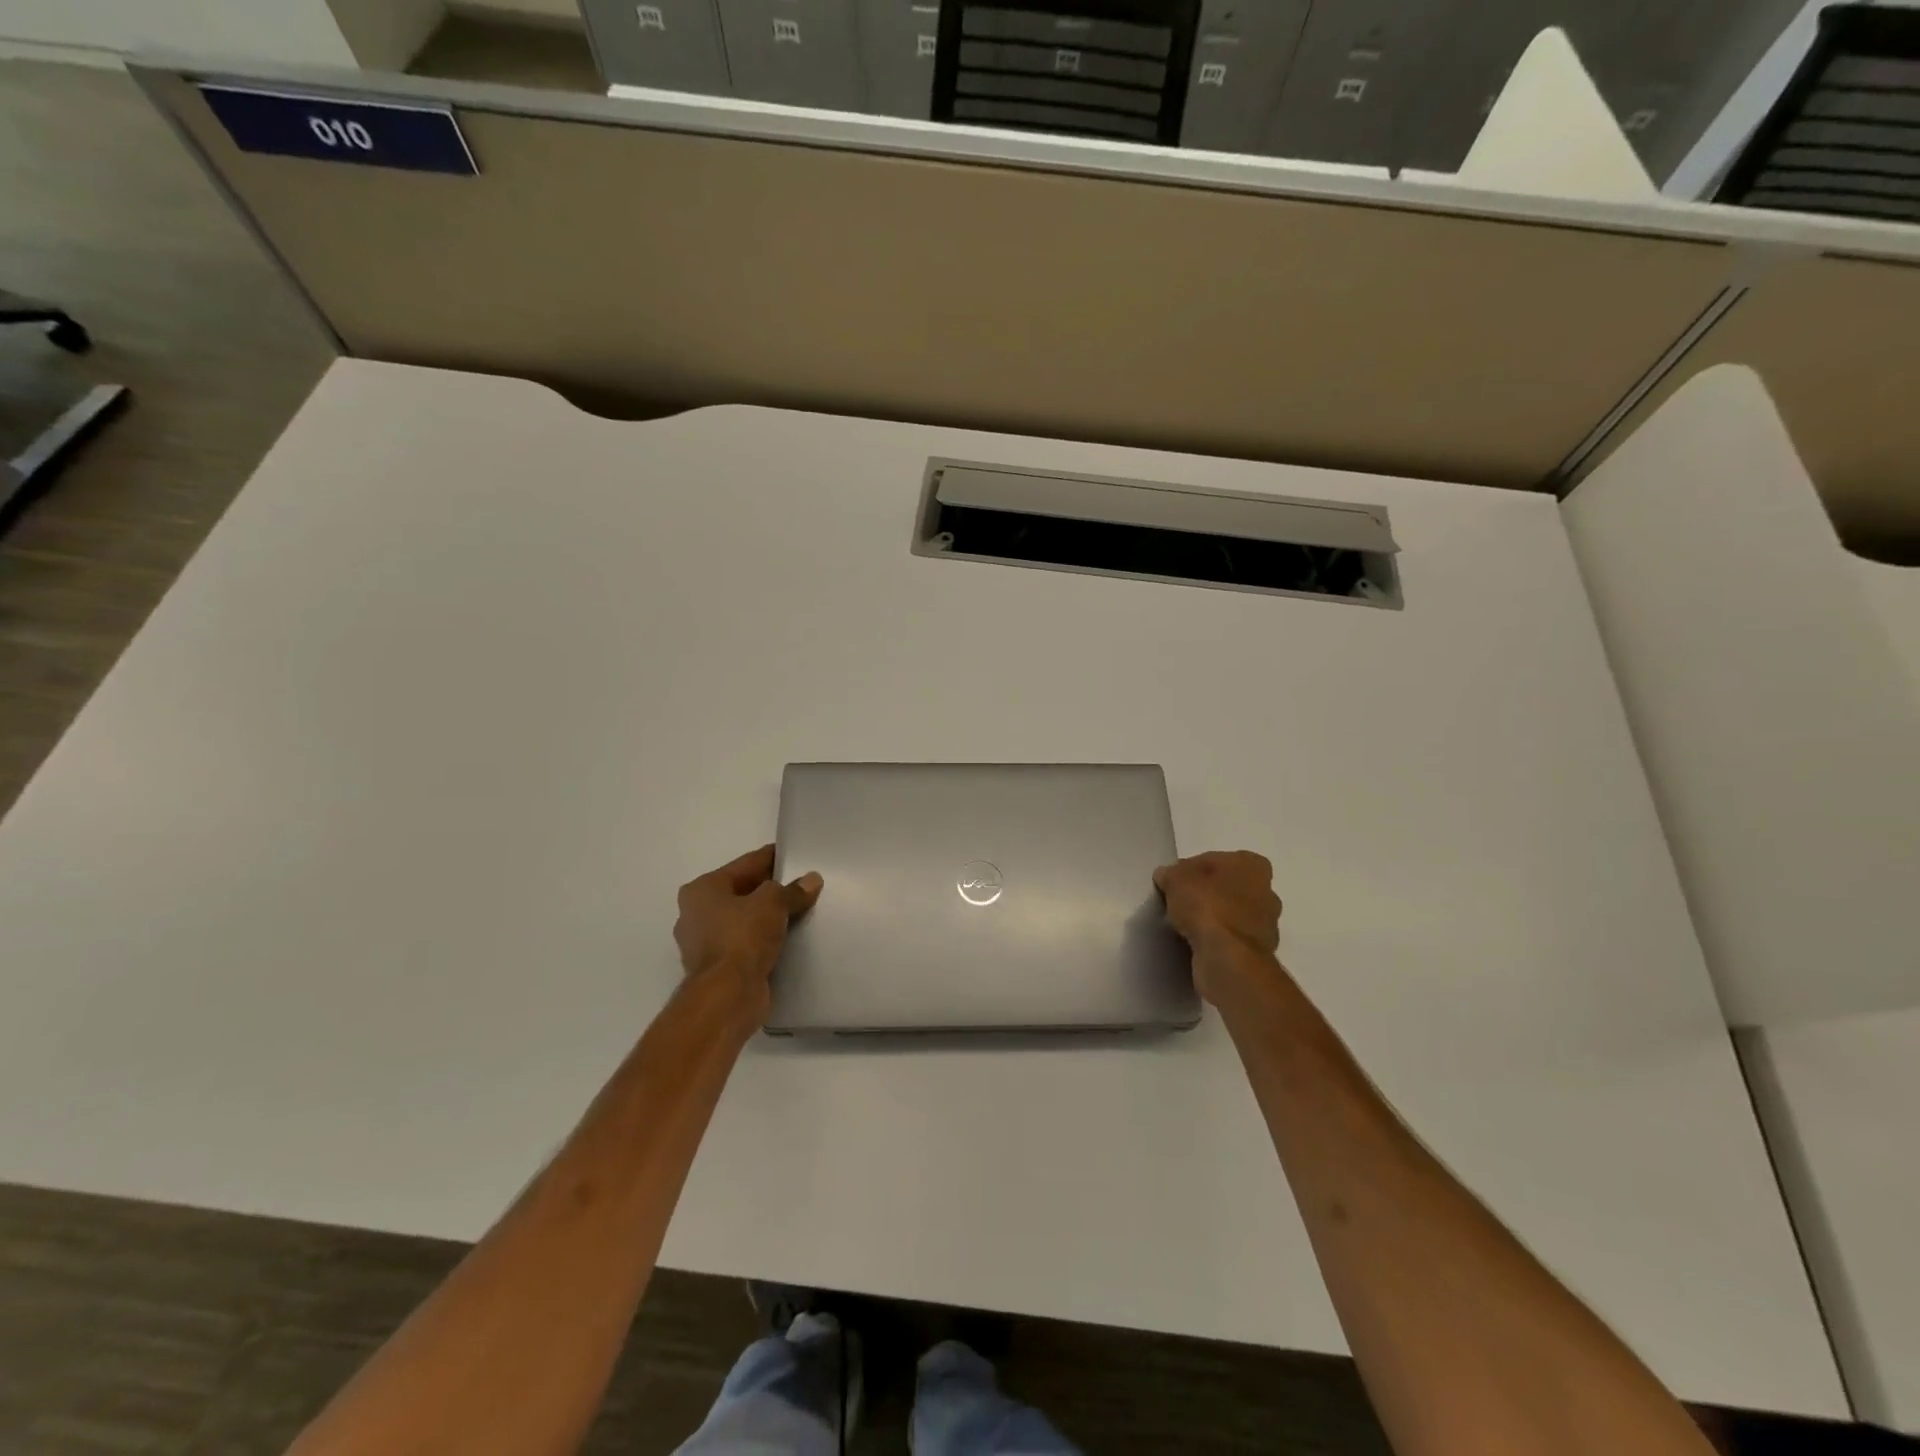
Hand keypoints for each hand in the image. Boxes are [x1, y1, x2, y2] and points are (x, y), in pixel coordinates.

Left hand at [674, 845, 822, 1015]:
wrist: (727, 996)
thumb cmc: (743, 937)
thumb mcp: (773, 903)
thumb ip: (792, 890)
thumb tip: (812, 880)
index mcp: (702, 890)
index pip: (744, 865)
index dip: (770, 858)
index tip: (792, 854)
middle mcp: (695, 914)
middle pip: (741, 892)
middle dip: (769, 890)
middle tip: (801, 884)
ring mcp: (703, 944)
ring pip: (743, 920)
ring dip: (766, 917)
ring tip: (798, 911)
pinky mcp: (716, 968)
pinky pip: (745, 944)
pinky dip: (762, 940)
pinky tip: (786, 938)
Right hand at [1154, 851, 1281, 1001]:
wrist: (1228, 958)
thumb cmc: (1206, 906)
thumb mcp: (1175, 879)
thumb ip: (1170, 874)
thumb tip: (1166, 877)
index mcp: (1252, 865)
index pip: (1214, 860)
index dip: (1190, 870)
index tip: (1173, 883)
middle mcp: (1267, 891)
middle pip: (1227, 887)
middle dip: (1206, 893)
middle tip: (1179, 903)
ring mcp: (1267, 924)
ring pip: (1231, 914)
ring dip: (1213, 918)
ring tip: (1185, 925)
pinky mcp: (1259, 952)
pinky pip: (1231, 938)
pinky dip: (1217, 939)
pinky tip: (1197, 943)